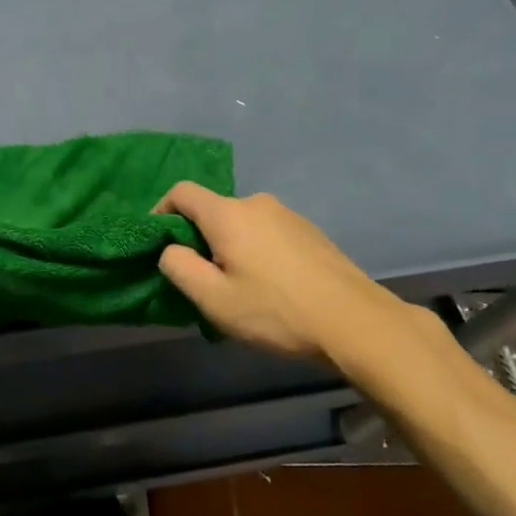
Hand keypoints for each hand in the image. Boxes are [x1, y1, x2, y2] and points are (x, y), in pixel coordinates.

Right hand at [154, 182, 430, 378]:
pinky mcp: (309, 232)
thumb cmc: (276, 311)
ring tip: (238, 288)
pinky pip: (267, 233)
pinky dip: (256, 251)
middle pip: (212, 210)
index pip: (181, 192)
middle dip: (198, 238)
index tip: (159, 244)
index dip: (160, 211)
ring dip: (229, 247)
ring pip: (241, 224)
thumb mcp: (214, 299)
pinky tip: (270, 287)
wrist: (357, 323)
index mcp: (228, 214)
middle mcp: (256, 203)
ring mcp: (287, 215)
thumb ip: (179, 268)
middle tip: (201, 279)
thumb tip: (170, 250)